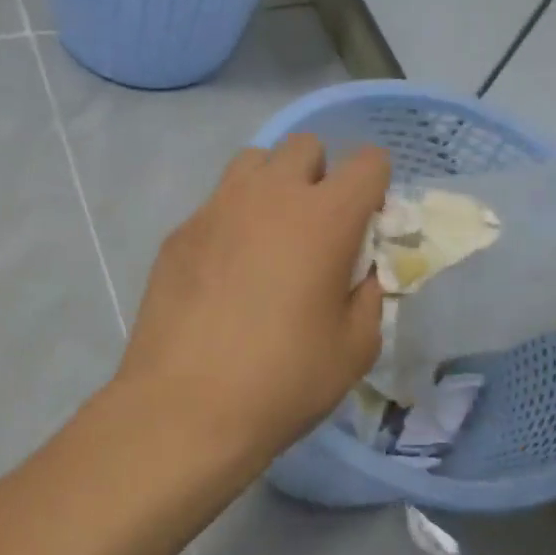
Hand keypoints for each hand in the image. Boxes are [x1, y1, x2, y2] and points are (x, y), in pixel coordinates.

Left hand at [119, 136, 389, 472]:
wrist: (185, 408)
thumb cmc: (283, 381)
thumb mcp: (355, 347)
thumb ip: (369, 294)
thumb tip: (360, 271)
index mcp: (324, 217)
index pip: (368, 162)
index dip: (376, 187)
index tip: (367, 226)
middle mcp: (269, 195)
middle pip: (305, 146)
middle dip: (322, 176)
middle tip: (317, 230)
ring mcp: (216, 208)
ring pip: (254, 162)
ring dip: (273, 185)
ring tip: (269, 238)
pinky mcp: (179, 232)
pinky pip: (216, 203)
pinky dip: (232, 220)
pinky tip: (225, 272)